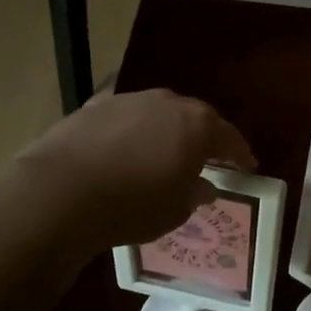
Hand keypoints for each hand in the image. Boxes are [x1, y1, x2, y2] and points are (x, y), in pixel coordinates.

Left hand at [15, 89, 255, 257]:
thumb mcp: (175, 210)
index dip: (240, 154)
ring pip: (158, 113)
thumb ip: (194, 194)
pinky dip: (132, 130)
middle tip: (208, 156)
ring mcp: (129, 100)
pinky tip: (125, 146)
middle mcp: (168, 103)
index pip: (229, 138)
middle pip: (195, 117)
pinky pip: (125, 117)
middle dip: (203, 136)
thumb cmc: (133, 205)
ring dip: (165, 131)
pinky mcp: (94, 106)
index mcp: (197, 126)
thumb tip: (203, 186)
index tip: (248, 166)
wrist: (62, 191)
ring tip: (164, 152)